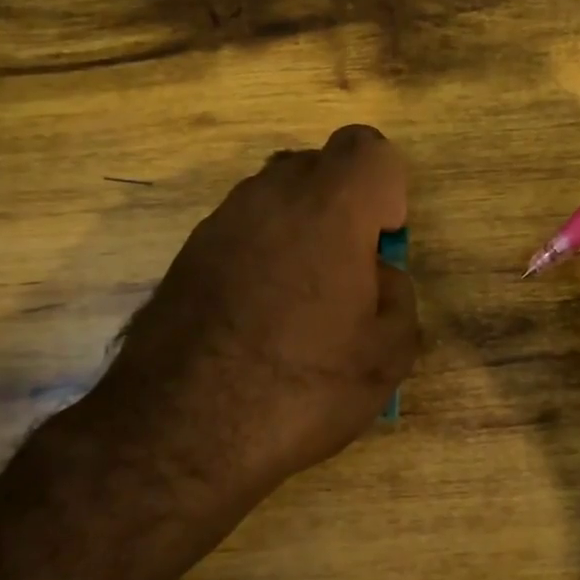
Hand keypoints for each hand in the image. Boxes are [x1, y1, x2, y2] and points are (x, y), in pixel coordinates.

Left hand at [78, 124, 417, 519]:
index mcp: (329, 207)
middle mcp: (270, 197)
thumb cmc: (301, 387)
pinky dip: (262, 254)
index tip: (381, 243)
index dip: (387, 188)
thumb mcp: (388, 354)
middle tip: (349, 272)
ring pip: (276, 198)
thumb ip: (399, 295)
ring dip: (301, 230)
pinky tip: (259, 317)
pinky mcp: (186, 254)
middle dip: (344, 205)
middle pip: (319, 166)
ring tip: (302, 301)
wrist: (180, 431)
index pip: (368, 148)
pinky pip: (241, 232)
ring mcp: (219, 223)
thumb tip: (378, 276)